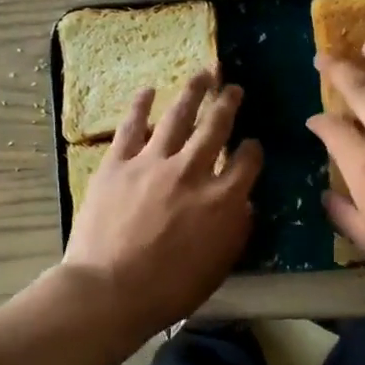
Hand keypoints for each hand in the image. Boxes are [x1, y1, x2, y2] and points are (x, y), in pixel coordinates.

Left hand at [62, 71, 262, 331]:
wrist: (110, 290)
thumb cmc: (170, 289)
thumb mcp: (219, 266)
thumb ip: (236, 230)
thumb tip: (243, 204)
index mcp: (223, 199)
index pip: (247, 162)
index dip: (253, 149)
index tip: (253, 144)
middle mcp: (192, 171)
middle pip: (216, 128)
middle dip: (228, 104)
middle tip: (233, 88)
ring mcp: (153, 162)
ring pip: (177, 117)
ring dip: (193, 92)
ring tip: (203, 74)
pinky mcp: (117, 163)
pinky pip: (131, 127)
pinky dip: (141, 106)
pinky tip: (148, 91)